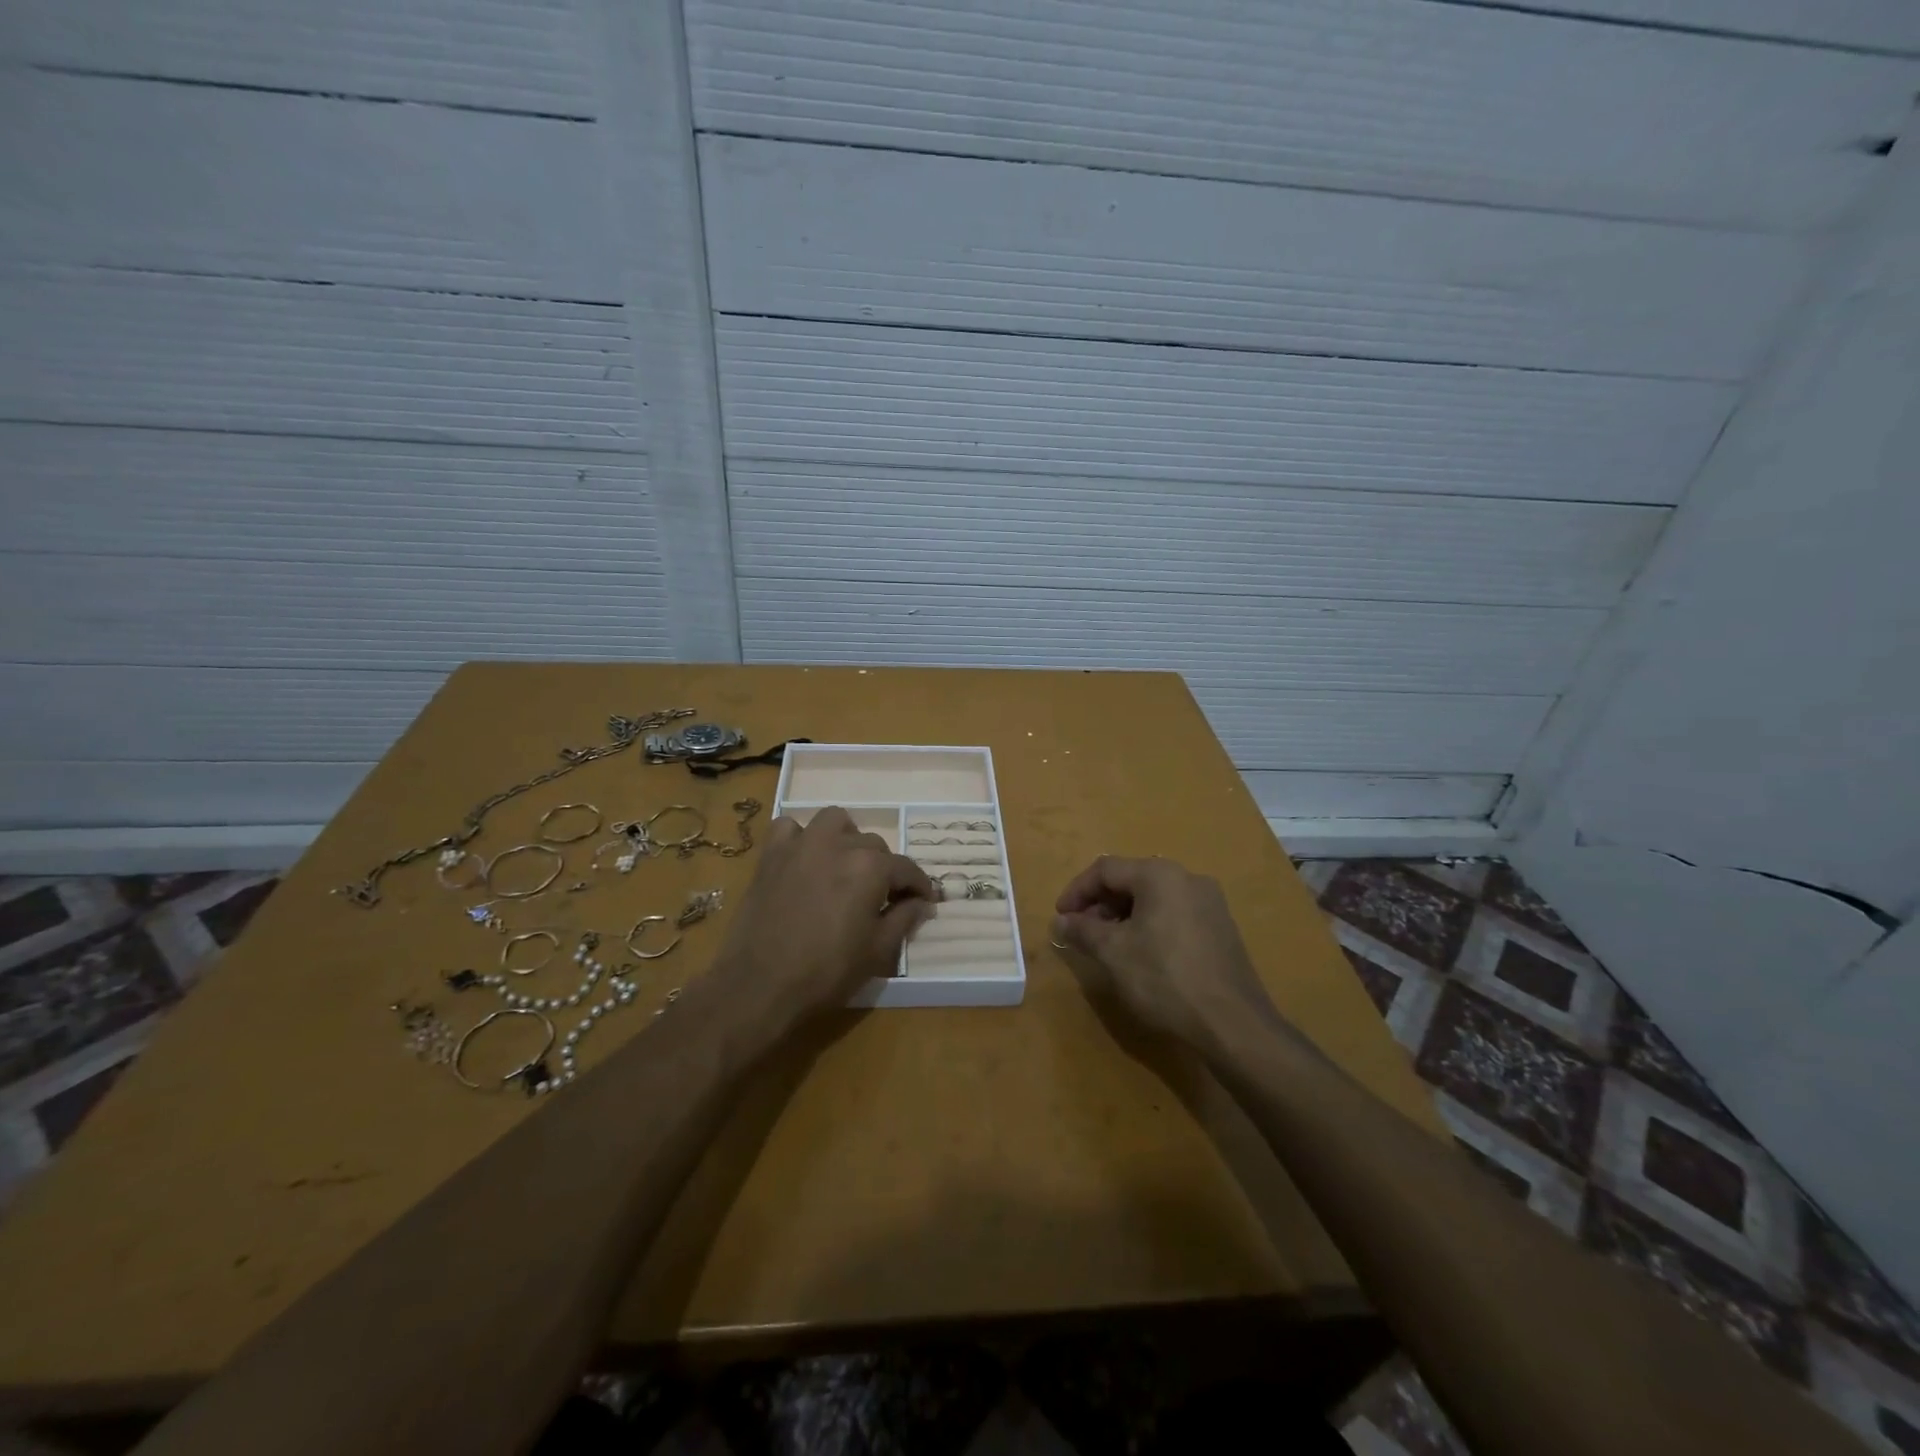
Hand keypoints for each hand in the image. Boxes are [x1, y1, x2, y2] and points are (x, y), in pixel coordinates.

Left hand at [709, 807, 934, 1038]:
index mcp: (871, 867)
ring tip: (845, 866)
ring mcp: (802, 844)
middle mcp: (839, 844)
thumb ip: (904, 919)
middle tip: (882, 897)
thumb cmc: (826, 972)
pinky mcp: (771, 855)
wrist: (760, 986)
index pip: (906, 869)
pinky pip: (790, 828)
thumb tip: (922, 902)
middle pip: (874, 845)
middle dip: (884, 869)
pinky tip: (804, 859)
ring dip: (847, 839)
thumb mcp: (877, 951)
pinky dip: (801, 838)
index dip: (919, 886)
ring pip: (835, 822)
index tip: (925, 900)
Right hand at [1052, 856, 1288, 1055]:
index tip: (1060, 917)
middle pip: (1132, 879)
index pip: (1105, 869)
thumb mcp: (1114, 953)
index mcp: (1160, 875)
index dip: (1077, 891)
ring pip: (1154, 898)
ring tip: (1107, 945)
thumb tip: (1061, 920)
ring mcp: (1210, 903)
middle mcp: (1188, 878)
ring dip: (1124, 915)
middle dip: (1100, 904)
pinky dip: (1149, 925)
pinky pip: (1174, 914)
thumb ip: (1083, 930)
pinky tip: (1141, 954)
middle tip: (1081, 932)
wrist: (1233, 1023)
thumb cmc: (1165, 978)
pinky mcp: (1221, 928)